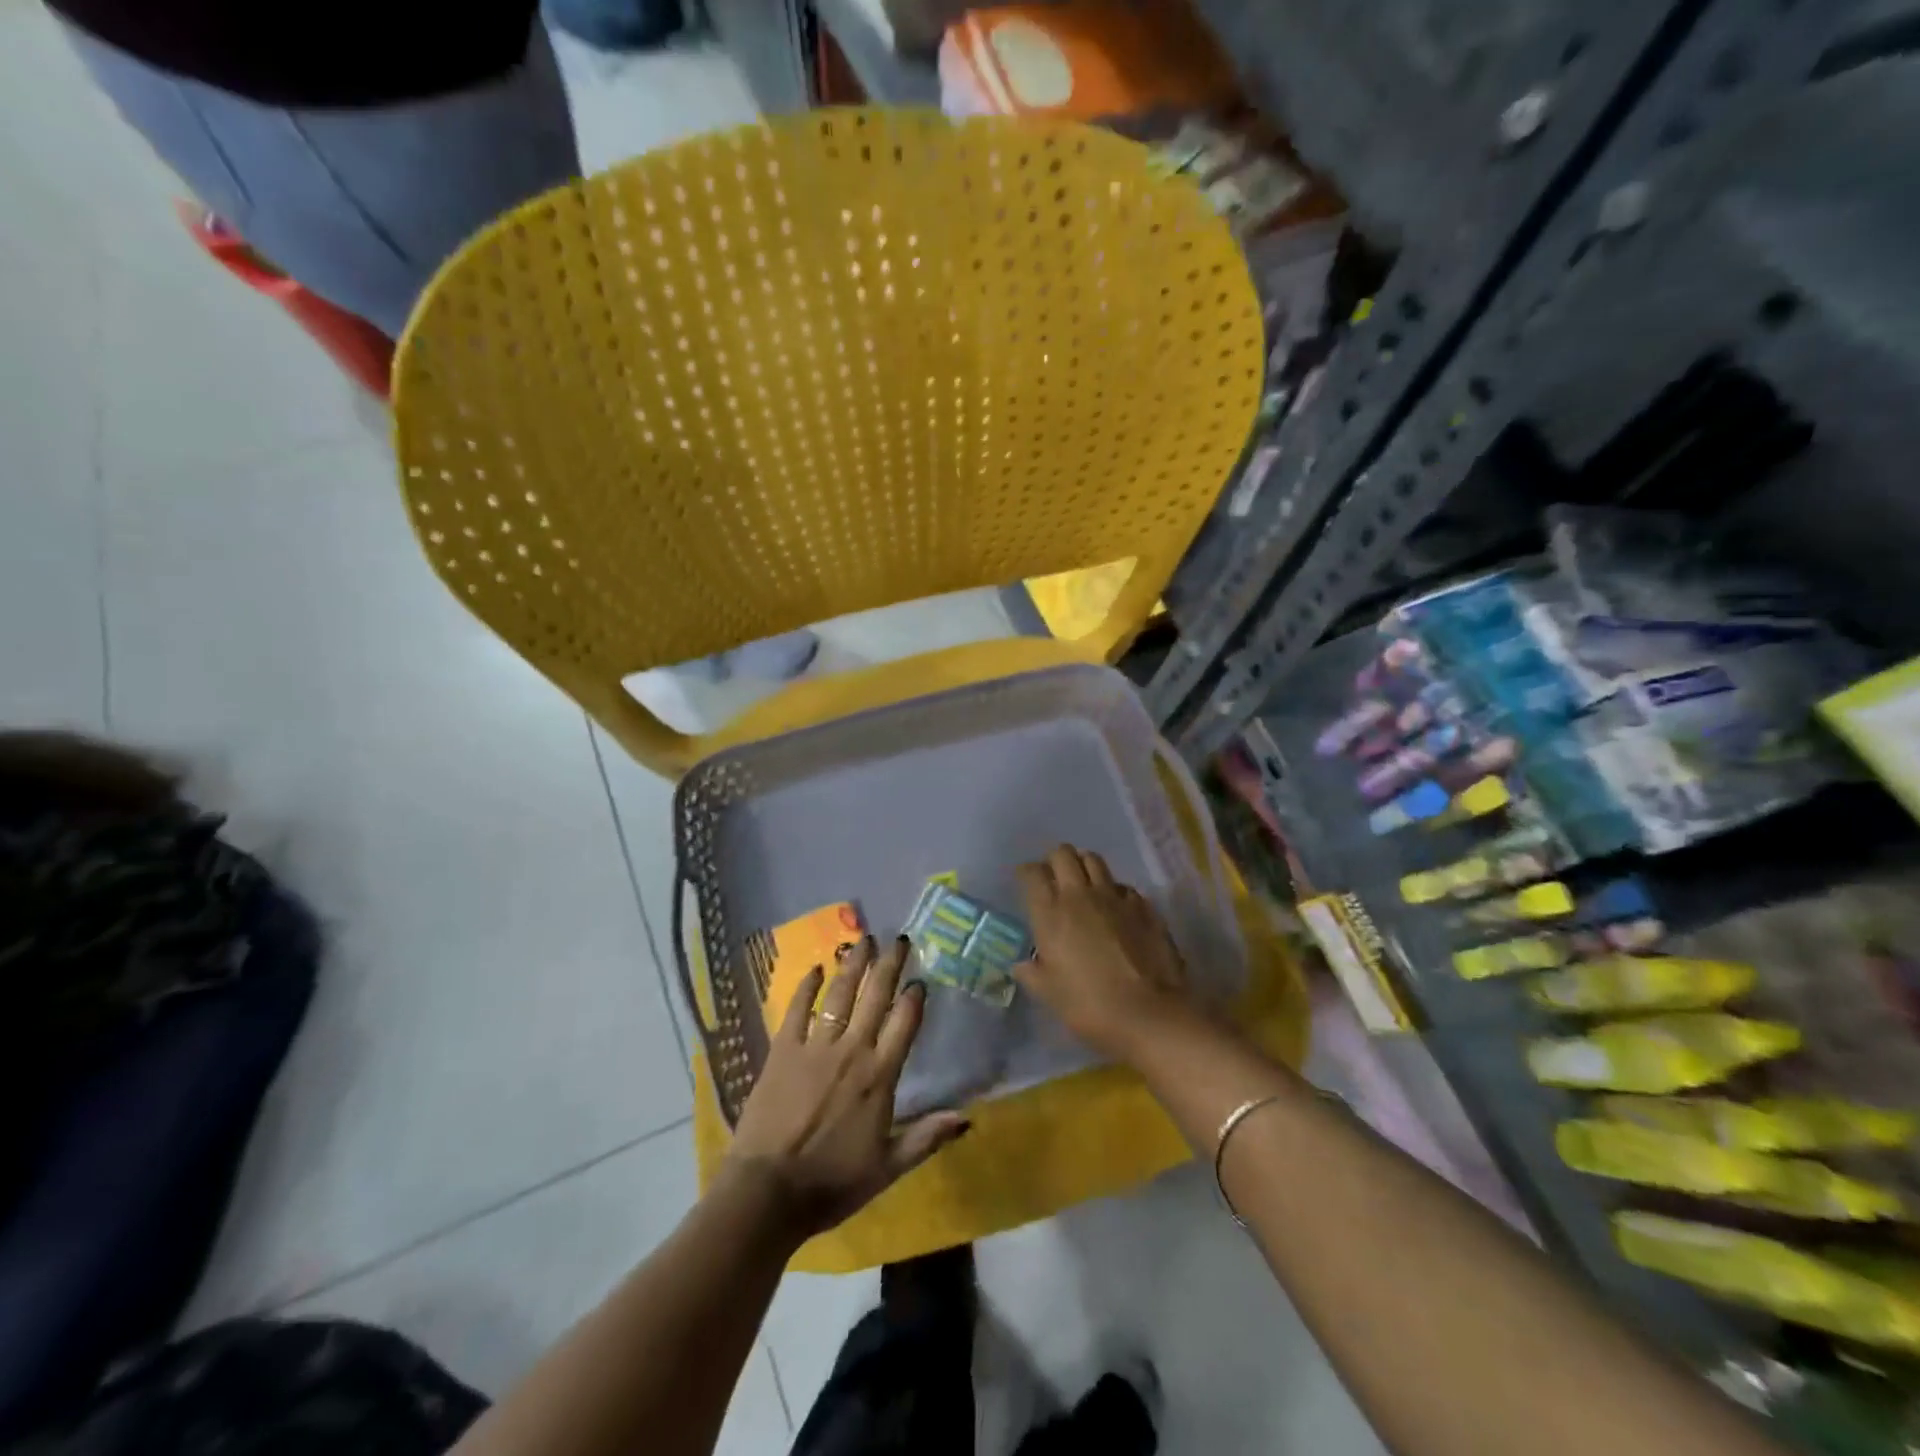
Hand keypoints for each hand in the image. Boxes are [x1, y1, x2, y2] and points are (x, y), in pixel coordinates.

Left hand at [726, 935, 968, 1241]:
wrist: (768, 1192)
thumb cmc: (832, 1183)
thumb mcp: (888, 1168)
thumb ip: (926, 1138)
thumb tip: (967, 1118)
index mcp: (879, 1076)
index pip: (904, 1024)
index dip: (914, 998)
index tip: (920, 978)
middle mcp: (851, 1050)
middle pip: (875, 997)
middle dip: (889, 965)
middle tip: (898, 939)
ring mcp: (815, 1047)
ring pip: (840, 995)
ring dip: (853, 965)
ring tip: (863, 939)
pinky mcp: (782, 1050)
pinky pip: (797, 1009)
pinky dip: (806, 987)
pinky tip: (815, 968)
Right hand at [1015, 844, 1199, 1063]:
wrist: (1148, 1013)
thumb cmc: (1089, 1005)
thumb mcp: (1049, 994)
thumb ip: (1032, 974)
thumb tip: (1022, 964)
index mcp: (1051, 913)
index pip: (1032, 873)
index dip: (1026, 873)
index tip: (1026, 882)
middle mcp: (1080, 895)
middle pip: (1063, 854)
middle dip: (1055, 860)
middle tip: (1054, 878)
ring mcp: (1114, 897)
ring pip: (1094, 860)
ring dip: (1084, 865)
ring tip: (1083, 883)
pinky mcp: (1143, 905)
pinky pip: (1122, 886)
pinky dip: (1114, 890)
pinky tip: (1115, 908)